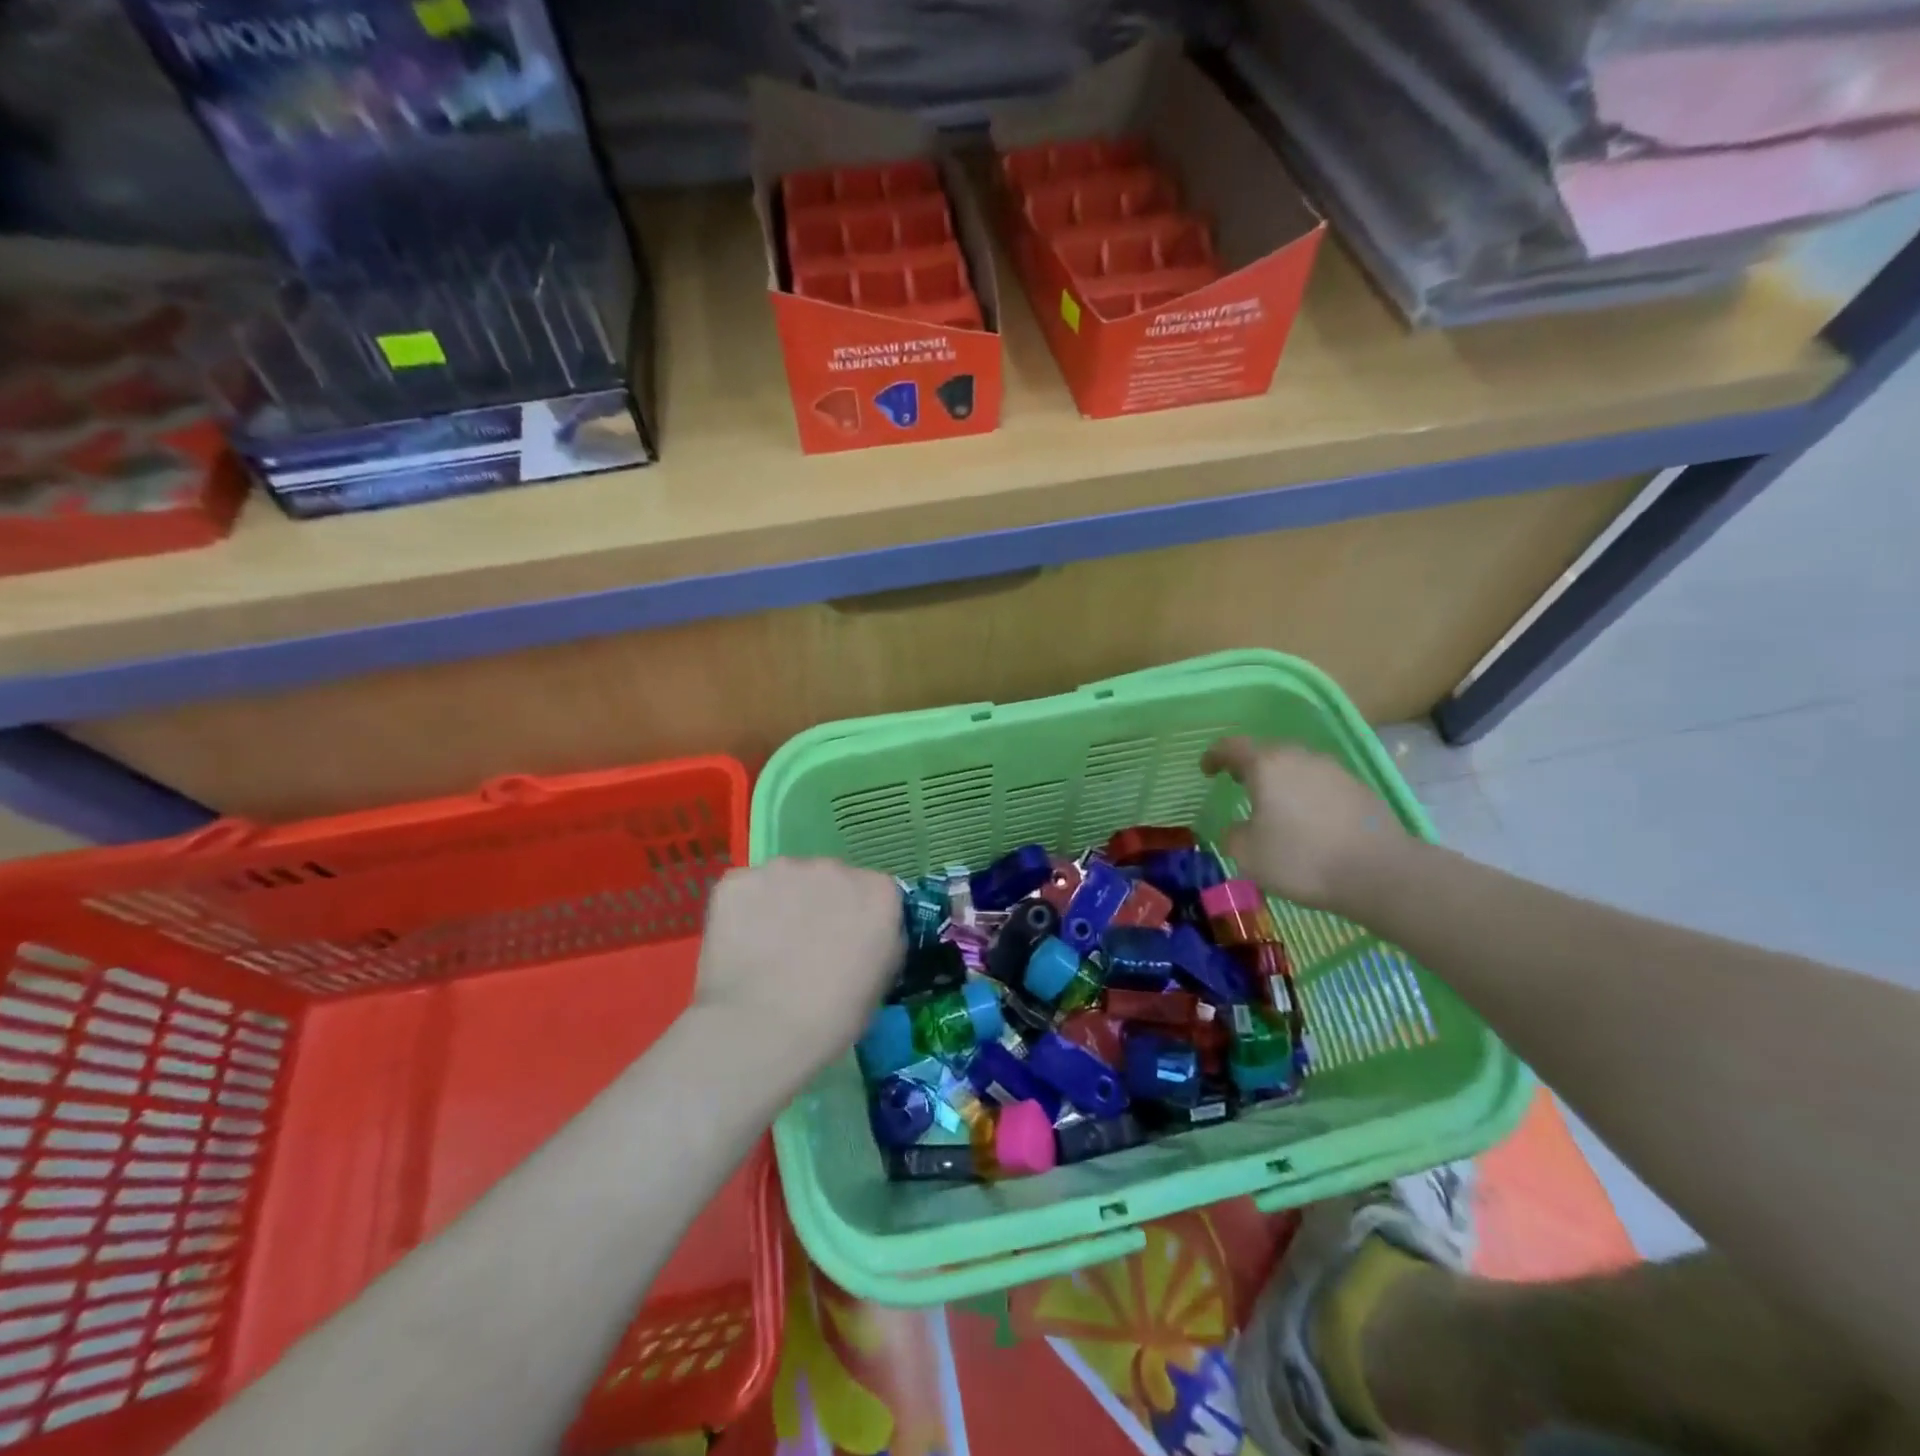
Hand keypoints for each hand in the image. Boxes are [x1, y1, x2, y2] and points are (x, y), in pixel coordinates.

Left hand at [694, 858, 903, 1076]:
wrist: (764, 1029)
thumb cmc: (834, 1016)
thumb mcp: (881, 981)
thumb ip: (880, 941)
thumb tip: (864, 936)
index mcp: (879, 891)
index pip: (873, 893)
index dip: (857, 918)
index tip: (846, 944)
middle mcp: (835, 867)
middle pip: (829, 879)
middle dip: (819, 904)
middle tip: (804, 947)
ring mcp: (783, 869)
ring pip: (784, 880)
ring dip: (781, 903)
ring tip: (766, 947)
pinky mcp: (738, 880)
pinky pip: (744, 890)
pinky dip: (742, 911)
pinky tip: (739, 945)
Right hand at [1201, 737, 1411, 914]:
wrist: (1379, 873)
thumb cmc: (1302, 859)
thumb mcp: (1248, 855)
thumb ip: (1233, 835)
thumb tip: (1238, 829)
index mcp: (1267, 766)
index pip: (1232, 747)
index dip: (1214, 756)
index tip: (1206, 770)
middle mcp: (1299, 757)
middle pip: (1267, 752)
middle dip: (1249, 766)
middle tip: (1237, 784)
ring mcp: (1333, 770)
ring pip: (1296, 766)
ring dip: (1280, 779)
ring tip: (1274, 804)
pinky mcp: (1358, 788)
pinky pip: (1320, 782)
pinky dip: (1306, 794)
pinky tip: (1307, 820)